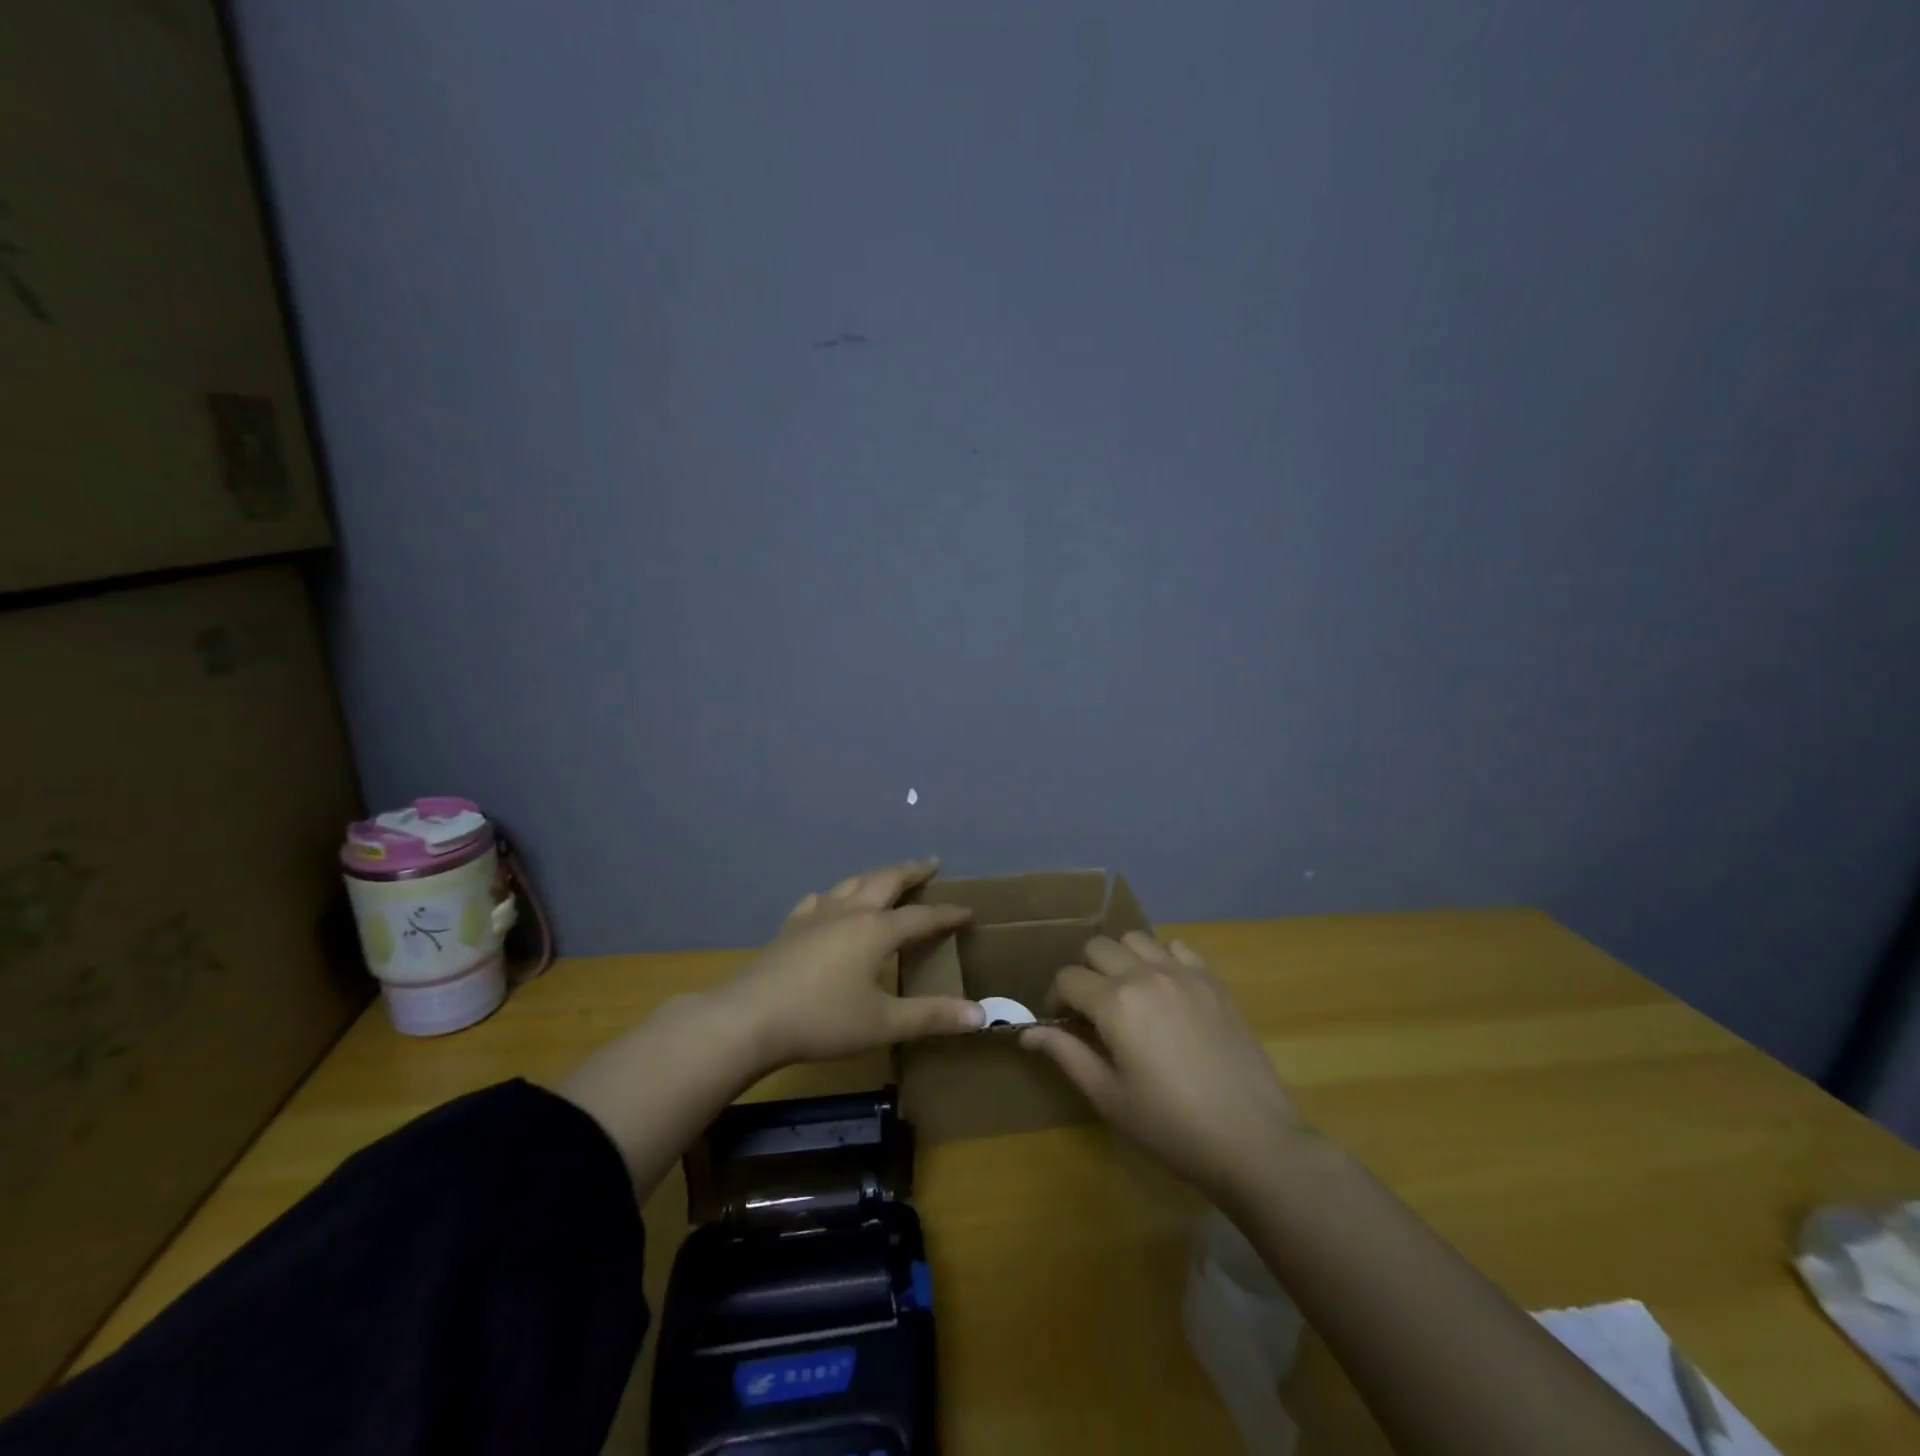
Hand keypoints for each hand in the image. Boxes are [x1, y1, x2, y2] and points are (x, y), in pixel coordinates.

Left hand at [716, 859, 982, 1070]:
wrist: (750, 1018)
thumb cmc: (823, 1020)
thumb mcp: (884, 1023)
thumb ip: (932, 1016)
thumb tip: (981, 1015)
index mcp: (876, 930)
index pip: (922, 917)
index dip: (947, 914)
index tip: (968, 910)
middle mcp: (850, 913)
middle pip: (886, 881)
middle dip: (911, 871)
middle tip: (931, 864)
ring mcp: (816, 916)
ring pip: (852, 883)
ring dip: (875, 876)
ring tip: (887, 877)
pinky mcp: (791, 927)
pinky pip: (819, 900)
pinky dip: (834, 895)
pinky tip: (828, 901)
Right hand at [1021, 932, 1301, 1204]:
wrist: (1252, 1140)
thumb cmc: (1171, 1126)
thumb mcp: (1109, 1096)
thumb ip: (1066, 1054)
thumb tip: (1027, 1033)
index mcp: (1115, 1003)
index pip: (1068, 978)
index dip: (1055, 999)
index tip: (1060, 1023)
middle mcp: (1145, 974)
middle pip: (1098, 947)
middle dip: (1085, 972)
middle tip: (1091, 1010)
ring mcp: (1184, 973)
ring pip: (1136, 939)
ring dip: (1122, 959)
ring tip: (1128, 994)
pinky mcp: (1213, 981)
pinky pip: (1178, 947)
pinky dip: (1162, 958)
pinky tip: (1166, 991)